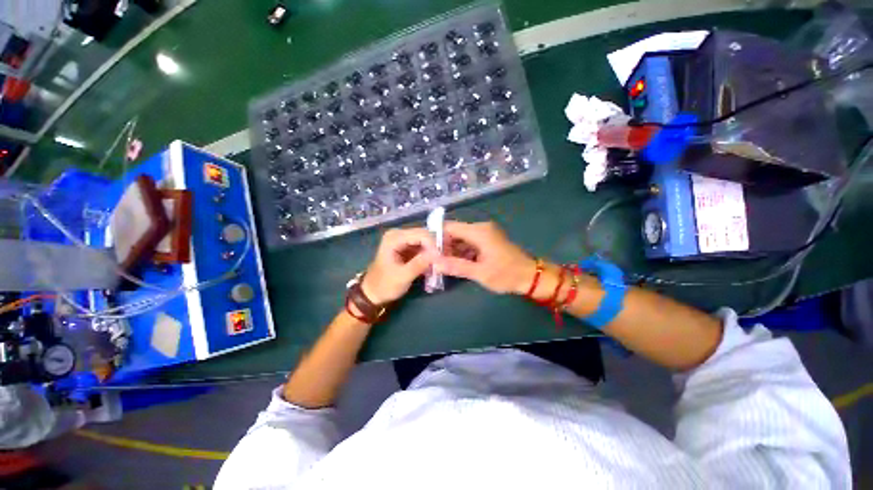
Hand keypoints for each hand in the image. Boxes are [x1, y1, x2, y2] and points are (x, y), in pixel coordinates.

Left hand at [360, 228, 439, 303]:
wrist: (373, 293)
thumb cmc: (385, 285)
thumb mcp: (403, 277)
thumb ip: (419, 264)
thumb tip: (437, 254)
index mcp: (394, 238)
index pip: (420, 234)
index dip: (433, 244)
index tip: (442, 258)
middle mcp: (398, 234)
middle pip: (424, 234)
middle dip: (434, 246)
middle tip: (444, 260)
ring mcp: (402, 239)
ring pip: (425, 240)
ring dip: (433, 250)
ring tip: (440, 262)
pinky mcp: (406, 246)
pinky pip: (422, 246)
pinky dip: (428, 254)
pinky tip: (434, 263)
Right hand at [435, 221, 535, 294]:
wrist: (530, 276)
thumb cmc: (507, 274)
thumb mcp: (480, 273)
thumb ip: (457, 266)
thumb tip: (435, 263)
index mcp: (479, 231)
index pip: (450, 227)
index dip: (436, 236)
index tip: (426, 250)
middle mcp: (481, 228)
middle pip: (455, 232)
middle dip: (443, 245)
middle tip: (432, 259)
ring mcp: (485, 234)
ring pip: (461, 238)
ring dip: (451, 249)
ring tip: (440, 263)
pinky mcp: (487, 240)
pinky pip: (469, 243)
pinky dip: (461, 251)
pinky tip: (454, 262)